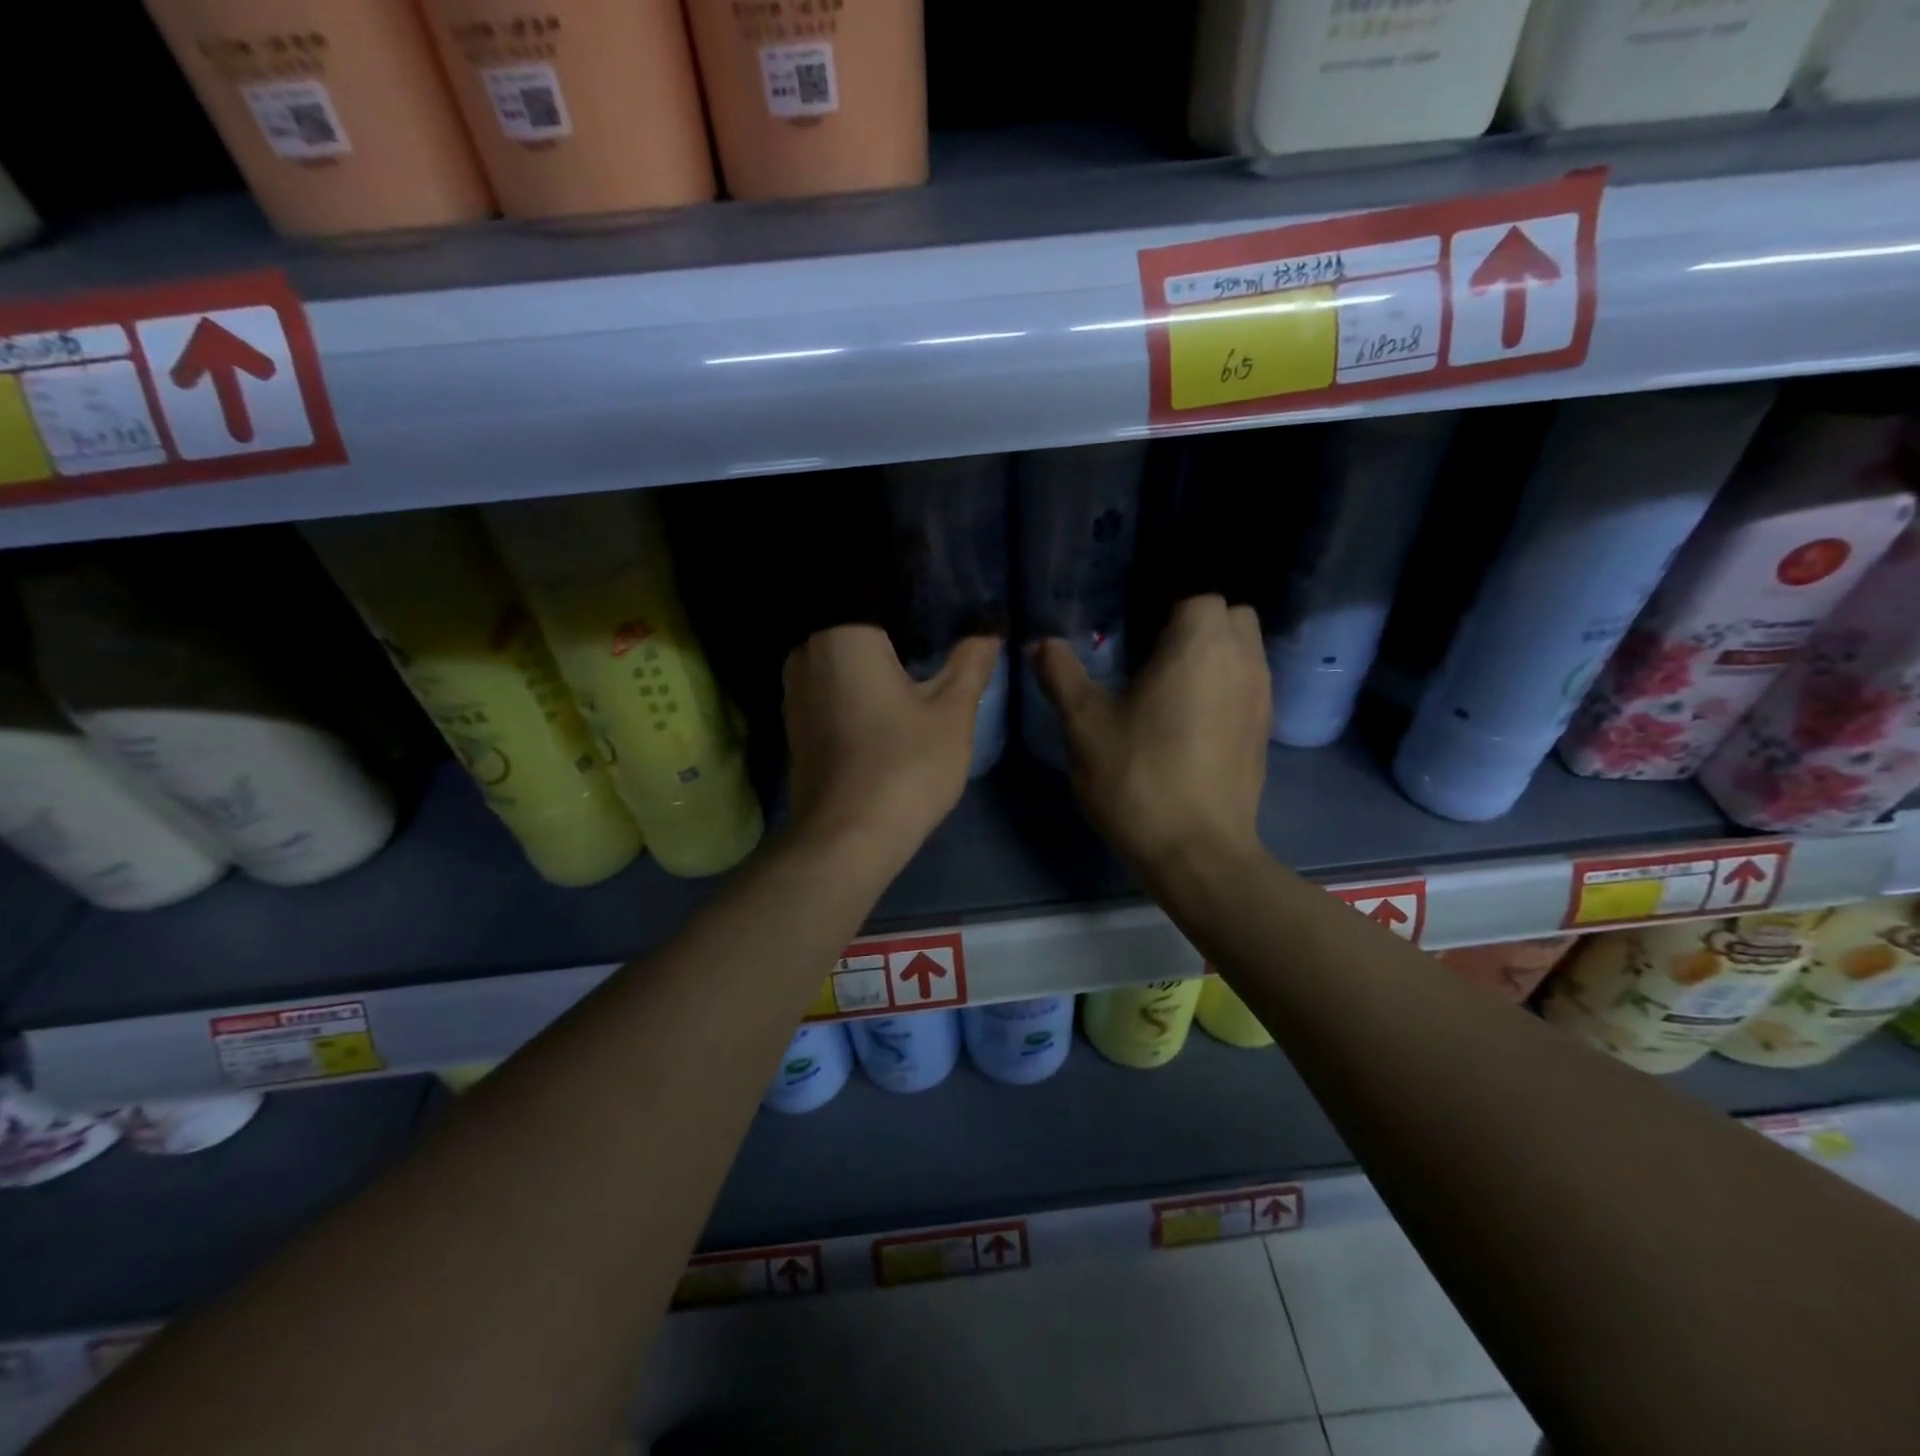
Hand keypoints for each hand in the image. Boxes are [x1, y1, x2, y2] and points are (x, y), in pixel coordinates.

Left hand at [783, 626, 999, 868]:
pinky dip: (857, 690)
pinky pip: (831, 689)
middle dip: (897, 634)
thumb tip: (987, 633)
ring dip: (875, 664)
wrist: (846, 840)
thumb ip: (971, 664)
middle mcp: (807, 653)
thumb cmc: (904, 766)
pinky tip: (886, 706)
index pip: (880, 596)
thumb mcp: (952, 714)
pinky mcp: (794, 726)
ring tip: (917, 669)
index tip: (947, 608)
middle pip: (859, 628)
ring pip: (843, 661)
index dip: (917, 602)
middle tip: (939, 639)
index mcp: (842, 635)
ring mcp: (793, 692)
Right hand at [1034, 595, 1269, 885]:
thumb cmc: (1137, 778)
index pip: (1197, 595)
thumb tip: (1041, 643)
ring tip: (1169, 684)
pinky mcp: (1264, 731)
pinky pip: (1249, 686)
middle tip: (1153, 651)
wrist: (1197, 851)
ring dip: (1215, 654)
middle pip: (1231, 616)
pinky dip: (1225, 686)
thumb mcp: (1085, 725)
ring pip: (1246, 651)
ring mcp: (1261, 696)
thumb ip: (1062, 675)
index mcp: (1199, 645)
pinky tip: (1189, 719)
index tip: (1133, 625)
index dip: (1165, 603)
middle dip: (1197, 622)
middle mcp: (1242, 660)